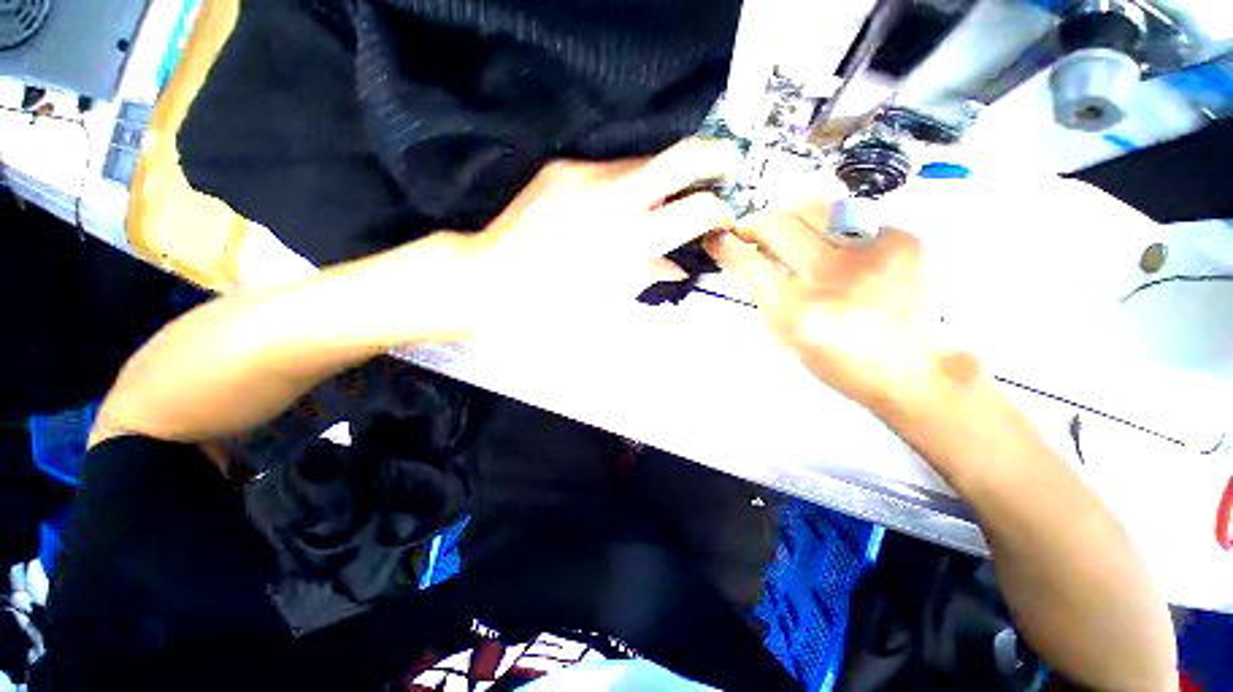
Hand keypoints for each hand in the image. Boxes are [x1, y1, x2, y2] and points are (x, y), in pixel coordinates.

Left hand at [456, 138, 737, 332]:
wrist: (491, 281)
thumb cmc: (553, 308)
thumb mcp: (611, 306)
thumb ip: (650, 279)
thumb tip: (677, 268)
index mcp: (630, 242)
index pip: (696, 210)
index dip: (720, 209)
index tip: (724, 214)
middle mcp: (613, 199)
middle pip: (681, 157)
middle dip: (715, 156)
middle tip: (728, 164)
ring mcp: (585, 176)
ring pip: (643, 162)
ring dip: (660, 180)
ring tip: (657, 202)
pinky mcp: (562, 169)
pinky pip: (607, 169)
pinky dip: (622, 185)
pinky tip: (612, 207)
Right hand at [707, 197, 963, 415]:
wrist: (915, 369)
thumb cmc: (841, 364)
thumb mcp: (790, 339)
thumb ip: (767, 297)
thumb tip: (750, 258)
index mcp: (799, 312)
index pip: (749, 263)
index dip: (726, 245)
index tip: (717, 237)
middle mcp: (832, 277)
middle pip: (778, 223)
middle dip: (756, 223)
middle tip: (754, 232)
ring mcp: (872, 253)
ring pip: (814, 208)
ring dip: (794, 219)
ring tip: (798, 236)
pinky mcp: (903, 239)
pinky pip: (852, 219)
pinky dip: (837, 231)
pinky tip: (847, 254)